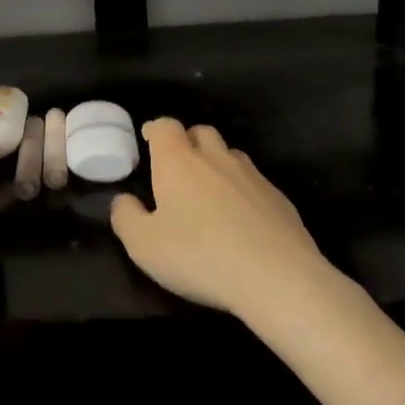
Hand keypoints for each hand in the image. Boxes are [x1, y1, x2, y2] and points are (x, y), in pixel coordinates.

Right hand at [110, 118, 339, 316]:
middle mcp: (216, 158)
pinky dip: (242, 191)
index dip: (155, 130)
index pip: (165, 126)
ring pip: (230, 155)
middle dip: (187, 142)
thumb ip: (126, 217)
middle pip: (200, 132)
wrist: (277, 277)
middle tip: (177, 168)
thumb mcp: (144, 245)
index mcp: (179, 161)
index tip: (148, 142)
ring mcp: (253, 176)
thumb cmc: (199, 256)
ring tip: (208, 193)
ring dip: (216, 164)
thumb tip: (123, 200)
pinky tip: (240, 220)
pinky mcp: (280, 198)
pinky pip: (254, 183)